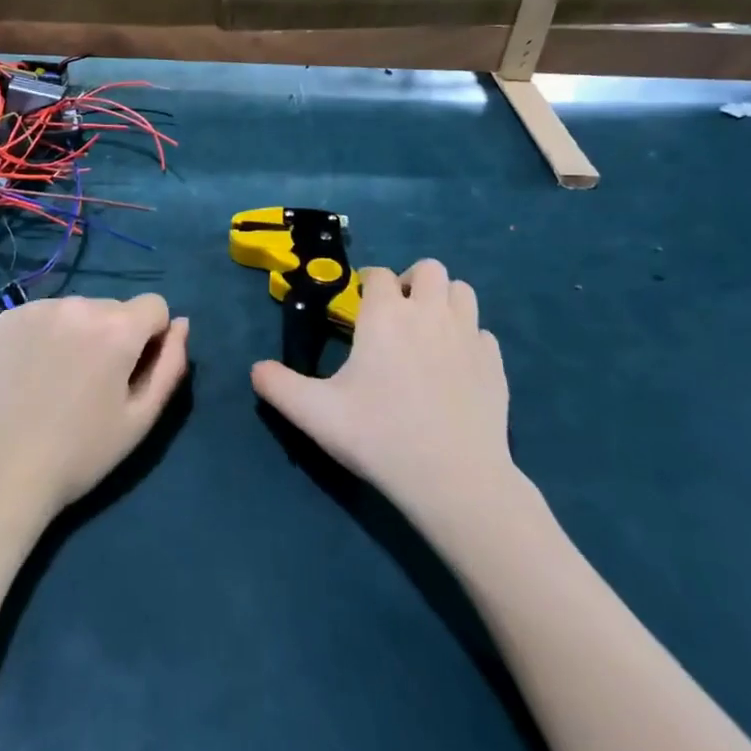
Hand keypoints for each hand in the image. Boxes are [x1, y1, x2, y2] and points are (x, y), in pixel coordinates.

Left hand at [0, 295, 188, 522]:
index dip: (151, 339)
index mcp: (117, 327)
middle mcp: (79, 303)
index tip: (131, 373)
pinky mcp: (9, 317)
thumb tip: (181, 324)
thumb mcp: (142, 417)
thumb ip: (171, 364)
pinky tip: (35, 369)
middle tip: (94, 383)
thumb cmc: (83, 451)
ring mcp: (39, 307)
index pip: (155, 306)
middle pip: (115, 308)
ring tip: (62, 378)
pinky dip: (47, 334)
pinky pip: (45, 314)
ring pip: (79, 309)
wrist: (6, 470)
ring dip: (80, 332)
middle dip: (114, 335)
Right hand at [251, 261, 516, 519]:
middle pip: (429, 269)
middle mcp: (430, 313)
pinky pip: (482, 332)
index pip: (378, 276)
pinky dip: (468, 338)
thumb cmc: (380, 436)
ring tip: (428, 332)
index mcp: (386, 315)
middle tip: (397, 316)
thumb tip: (255, 369)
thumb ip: (278, 386)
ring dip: (444, 301)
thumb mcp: (315, 413)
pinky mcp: (495, 363)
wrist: (455, 480)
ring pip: (462, 291)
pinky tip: (455, 366)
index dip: (367, 286)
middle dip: (411, 282)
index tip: (359, 310)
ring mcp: (468, 336)